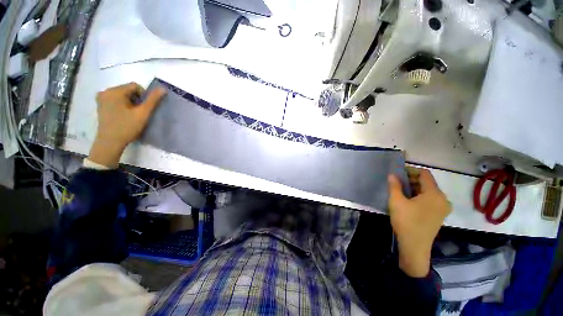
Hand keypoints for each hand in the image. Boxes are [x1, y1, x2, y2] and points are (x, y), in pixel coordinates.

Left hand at [88, 82, 165, 167]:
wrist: (110, 142)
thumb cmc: (127, 127)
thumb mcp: (143, 113)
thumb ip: (153, 100)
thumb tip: (163, 88)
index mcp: (115, 91)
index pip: (136, 86)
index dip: (144, 97)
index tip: (144, 109)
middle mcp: (106, 91)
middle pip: (128, 90)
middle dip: (136, 100)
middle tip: (138, 113)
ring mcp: (101, 98)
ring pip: (122, 95)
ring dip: (130, 103)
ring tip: (131, 115)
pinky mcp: (100, 105)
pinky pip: (115, 99)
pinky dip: (122, 105)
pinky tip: (123, 115)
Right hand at [388, 168, 450, 277]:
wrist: (414, 247)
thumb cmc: (406, 222)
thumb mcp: (396, 201)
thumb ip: (394, 185)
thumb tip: (392, 175)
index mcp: (435, 194)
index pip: (424, 174)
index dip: (410, 171)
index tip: (397, 173)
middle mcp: (443, 199)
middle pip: (427, 182)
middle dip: (411, 180)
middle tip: (396, 183)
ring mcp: (442, 208)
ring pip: (428, 191)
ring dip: (414, 188)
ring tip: (400, 191)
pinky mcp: (439, 215)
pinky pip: (430, 199)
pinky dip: (419, 196)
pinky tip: (408, 201)